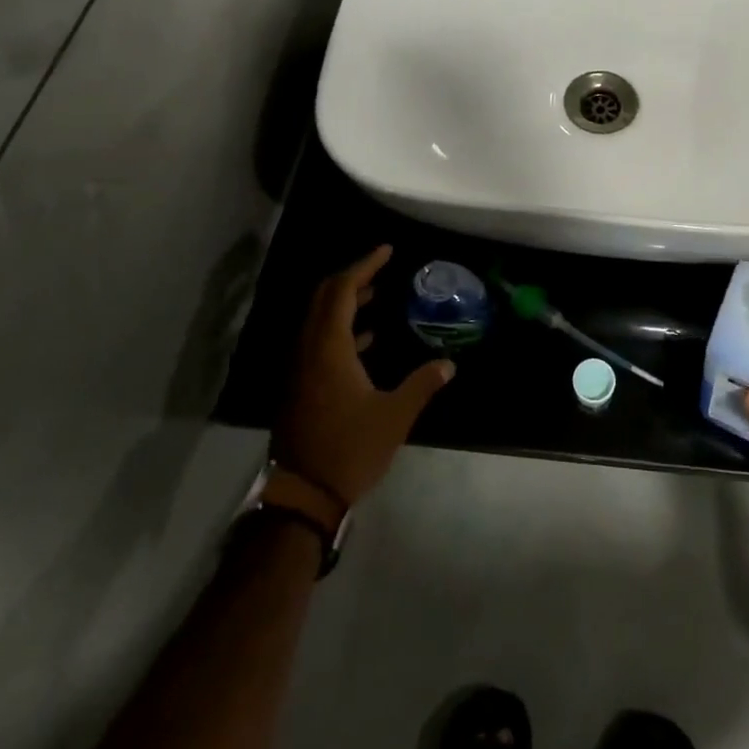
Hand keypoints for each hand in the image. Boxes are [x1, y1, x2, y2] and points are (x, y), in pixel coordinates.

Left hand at [273, 246, 453, 507]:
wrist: (302, 497)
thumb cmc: (349, 449)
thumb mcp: (394, 417)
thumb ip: (422, 384)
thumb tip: (448, 364)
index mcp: (328, 348)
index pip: (341, 290)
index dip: (363, 265)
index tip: (387, 251)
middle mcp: (309, 350)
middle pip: (324, 298)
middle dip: (351, 277)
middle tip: (382, 268)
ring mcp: (300, 369)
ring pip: (319, 319)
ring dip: (345, 302)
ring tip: (377, 294)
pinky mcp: (300, 386)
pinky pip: (318, 341)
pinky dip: (340, 328)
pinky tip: (367, 338)